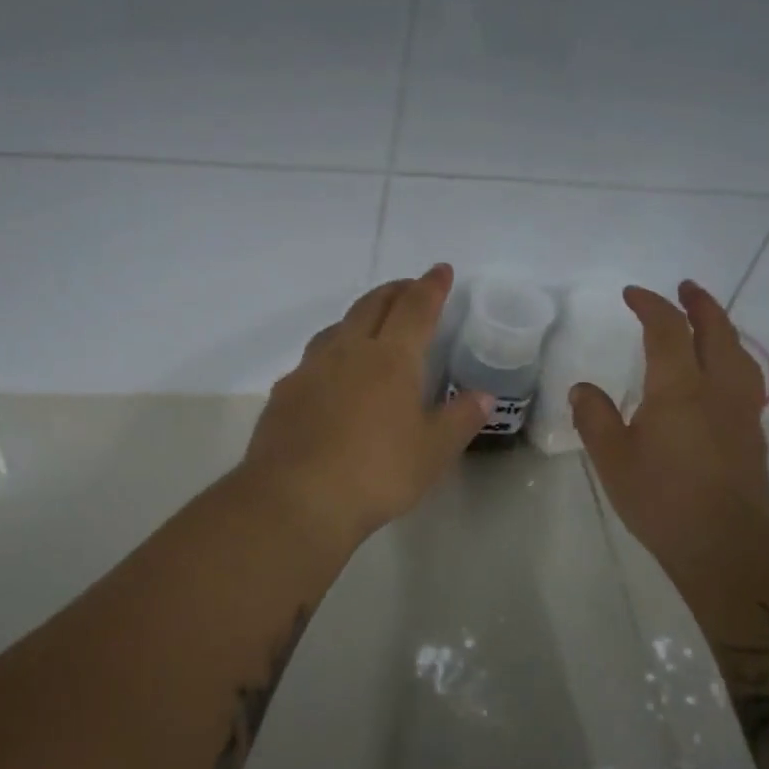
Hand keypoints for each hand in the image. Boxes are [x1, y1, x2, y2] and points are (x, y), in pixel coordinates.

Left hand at [241, 263, 490, 545]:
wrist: (296, 499)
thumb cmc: (376, 473)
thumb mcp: (432, 452)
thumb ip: (460, 419)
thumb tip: (483, 395)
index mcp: (391, 358)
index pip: (416, 308)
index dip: (431, 286)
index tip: (440, 270)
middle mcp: (348, 351)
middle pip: (372, 305)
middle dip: (395, 291)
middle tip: (409, 287)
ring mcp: (311, 369)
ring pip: (337, 327)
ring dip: (359, 316)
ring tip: (369, 324)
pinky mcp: (285, 392)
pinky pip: (313, 358)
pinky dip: (331, 352)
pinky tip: (330, 375)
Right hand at [570, 281, 768, 566]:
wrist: (726, 545)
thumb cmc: (662, 499)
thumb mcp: (612, 458)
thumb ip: (595, 417)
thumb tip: (583, 390)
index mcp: (679, 387)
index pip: (668, 329)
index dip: (651, 305)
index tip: (632, 294)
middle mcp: (716, 389)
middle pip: (716, 331)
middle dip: (700, 304)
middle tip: (686, 287)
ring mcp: (741, 411)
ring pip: (738, 353)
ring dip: (722, 327)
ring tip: (708, 321)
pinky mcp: (752, 434)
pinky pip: (744, 377)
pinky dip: (731, 357)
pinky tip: (721, 373)